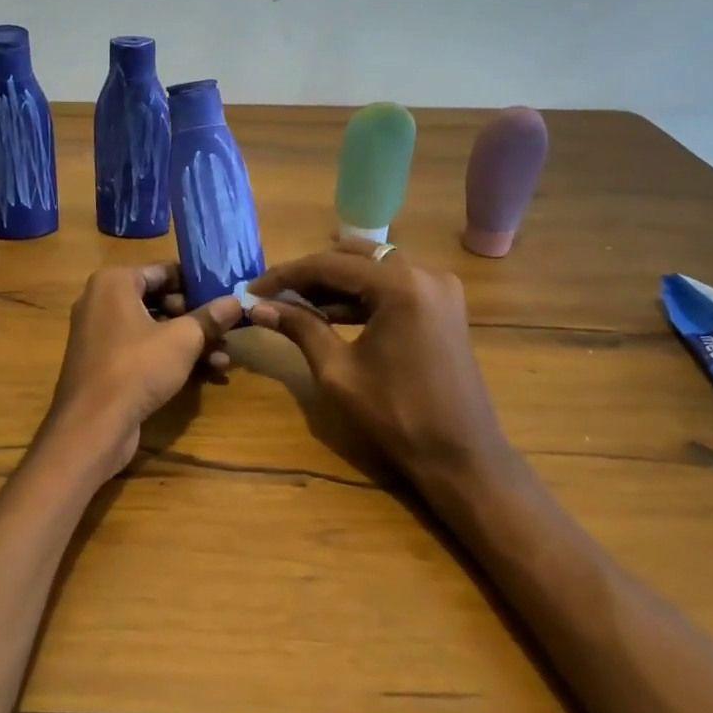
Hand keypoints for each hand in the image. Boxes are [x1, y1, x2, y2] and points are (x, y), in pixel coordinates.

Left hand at [41, 264, 241, 483]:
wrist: (92, 425)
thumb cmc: (137, 367)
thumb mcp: (183, 340)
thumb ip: (210, 318)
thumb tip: (237, 302)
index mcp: (114, 282)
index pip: (163, 271)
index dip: (197, 283)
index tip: (226, 294)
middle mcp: (102, 301)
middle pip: (159, 300)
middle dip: (196, 317)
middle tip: (227, 329)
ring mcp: (100, 334)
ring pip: (154, 328)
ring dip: (190, 341)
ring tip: (225, 356)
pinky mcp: (104, 364)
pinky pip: (143, 350)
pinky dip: (171, 357)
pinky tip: (208, 373)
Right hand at [245, 240, 509, 480]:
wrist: (462, 456)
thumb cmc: (397, 415)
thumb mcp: (338, 371)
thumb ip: (300, 328)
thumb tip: (257, 308)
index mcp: (400, 285)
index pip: (329, 265)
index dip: (285, 276)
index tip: (251, 290)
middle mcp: (424, 273)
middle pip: (352, 257)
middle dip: (309, 274)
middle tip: (272, 295)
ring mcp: (439, 288)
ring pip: (372, 268)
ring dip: (334, 284)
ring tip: (293, 305)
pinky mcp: (443, 305)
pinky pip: (392, 286)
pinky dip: (360, 295)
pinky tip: (328, 313)